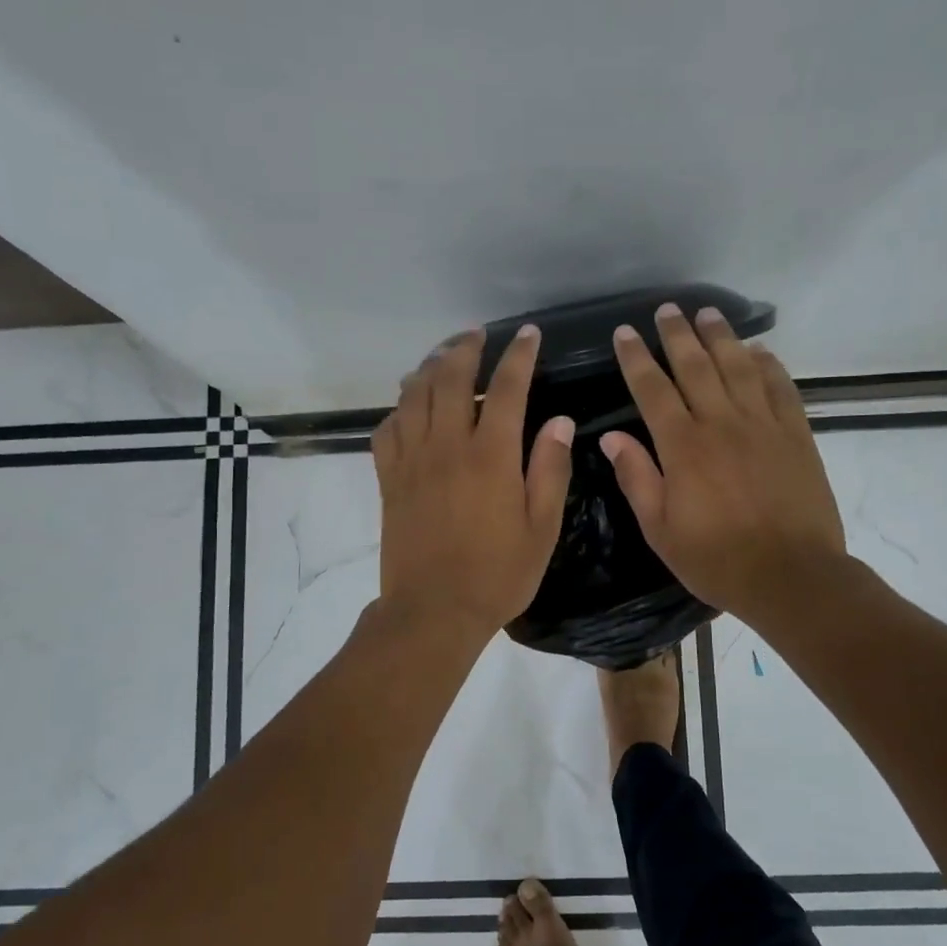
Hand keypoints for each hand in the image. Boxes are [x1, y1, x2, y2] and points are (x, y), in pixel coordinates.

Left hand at [372, 326, 574, 637]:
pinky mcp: (389, 479)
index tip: (528, 335)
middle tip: (477, 335)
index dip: (519, 356)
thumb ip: (550, 469)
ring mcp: (412, 461)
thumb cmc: (498, 574)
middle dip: (465, 348)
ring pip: (414, 396)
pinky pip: (387, 429)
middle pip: (450, 378)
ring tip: (443, 358)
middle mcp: (447, 446)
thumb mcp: (541, 528)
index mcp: (491, 456)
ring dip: (429, 368)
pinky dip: (399, 408)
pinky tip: (410, 408)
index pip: (506, 388)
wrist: (434, 610)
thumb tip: (559, 420)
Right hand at [601, 304, 845, 623]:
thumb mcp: (660, 529)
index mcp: (683, 447)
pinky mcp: (796, 434)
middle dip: (677, 335)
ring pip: (738, 367)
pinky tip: (758, 350)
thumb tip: (612, 437)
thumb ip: (637, 478)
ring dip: (721, 337)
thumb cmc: (717, 559)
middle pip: (695, 366)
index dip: (636, 358)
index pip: (653, 390)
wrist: (791, 575)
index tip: (625, 333)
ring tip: (708, 313)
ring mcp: (763, 425)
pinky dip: (768, 364)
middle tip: (667, 310)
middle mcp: (721, 424)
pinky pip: (780, 387)